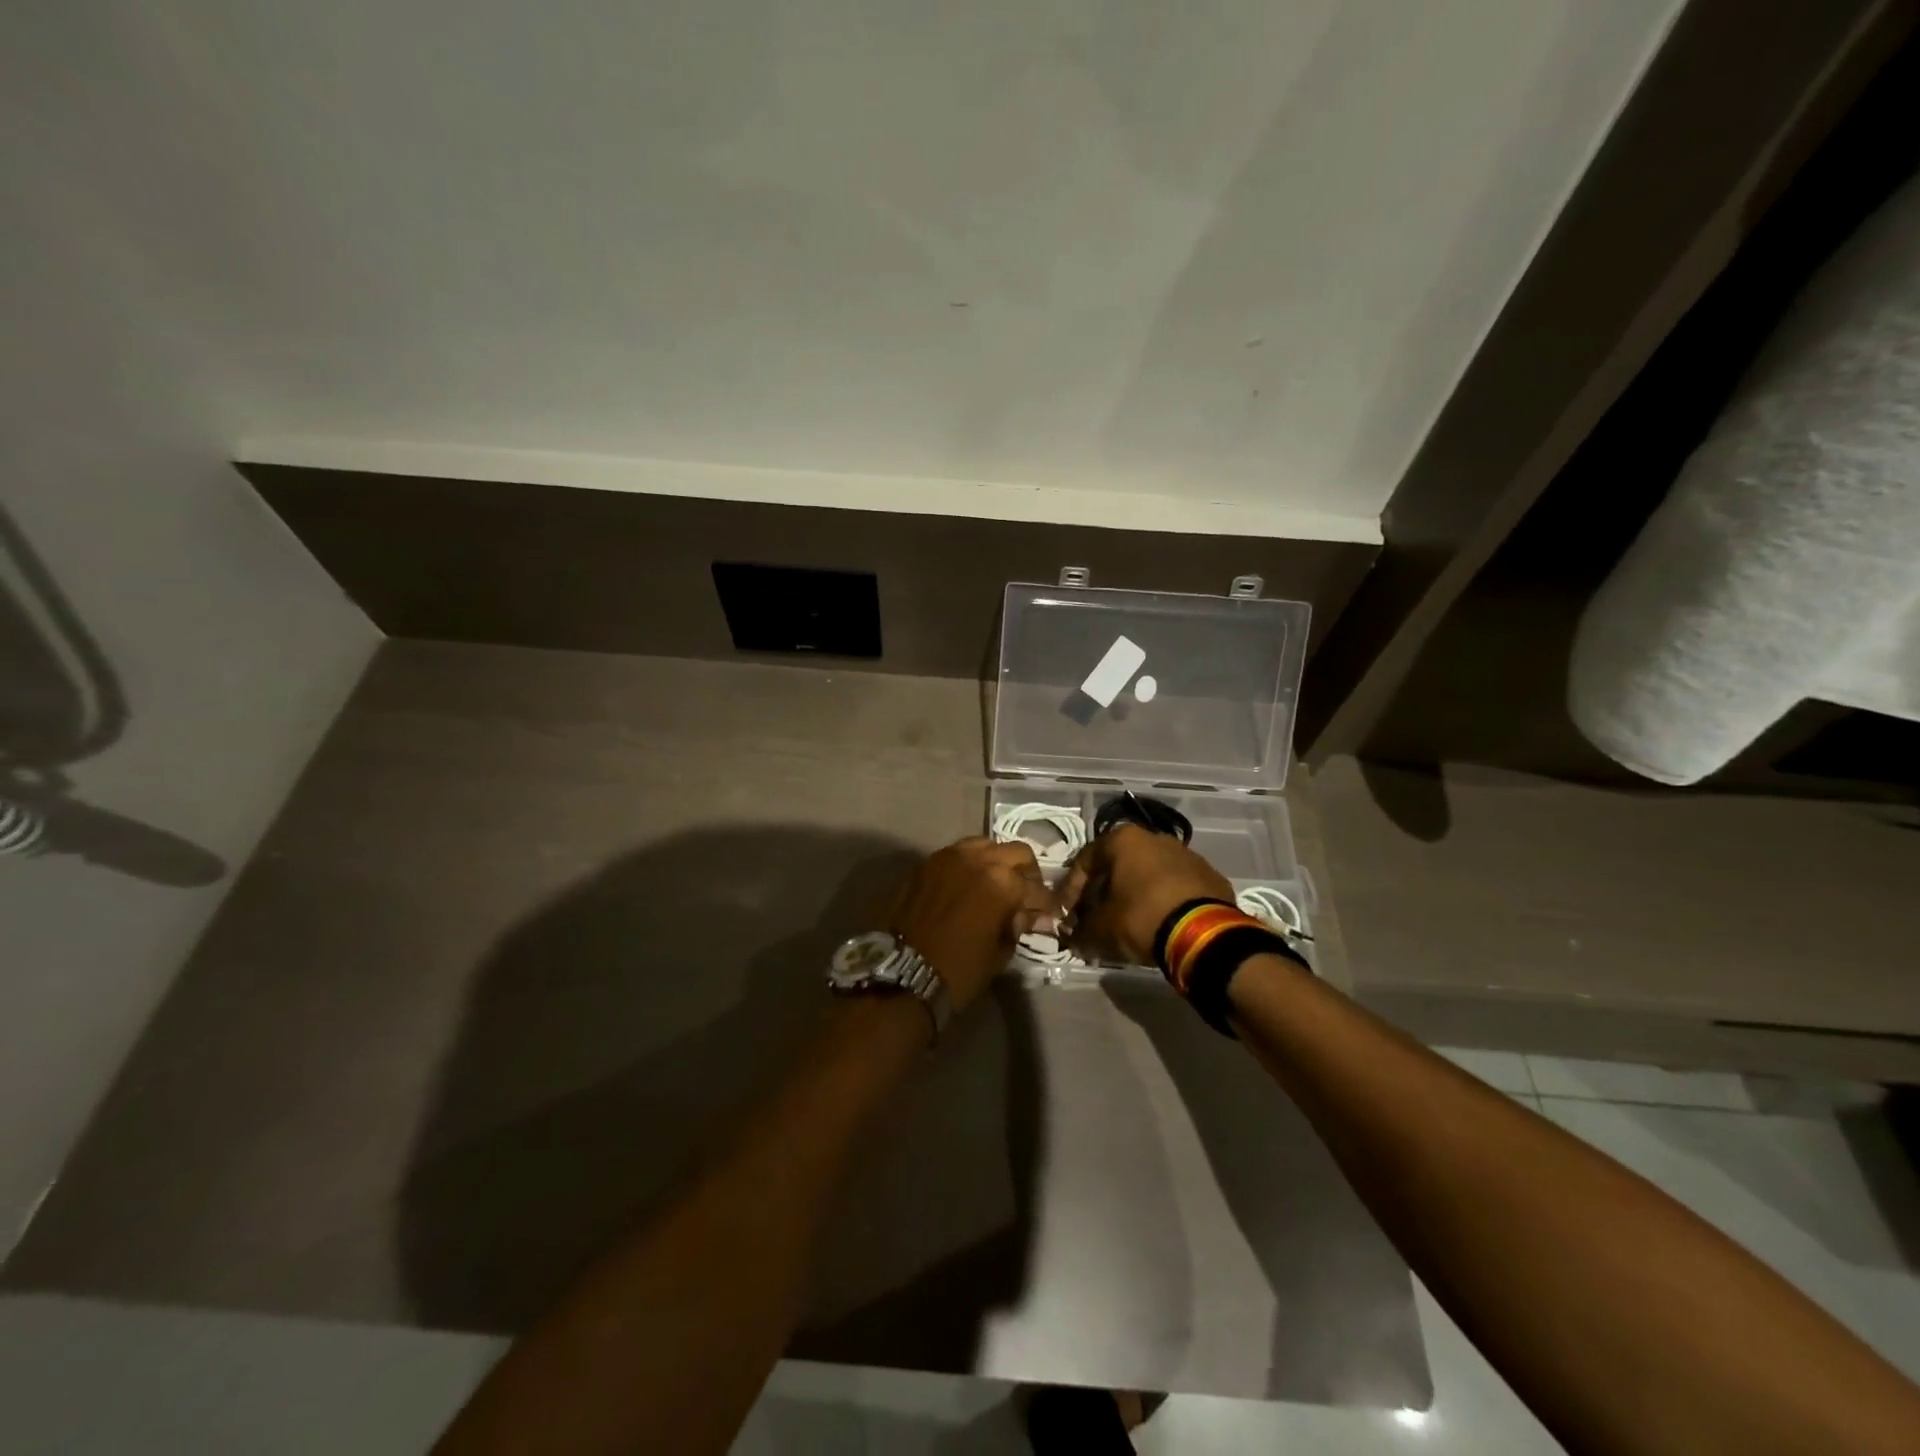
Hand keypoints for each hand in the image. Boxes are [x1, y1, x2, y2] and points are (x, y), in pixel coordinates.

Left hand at [890, 837, 1056, 1013]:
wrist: (901, 974)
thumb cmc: (958, 971)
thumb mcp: (999, 953)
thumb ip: (1016, 925)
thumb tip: (1026, 915)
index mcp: (1002, 882)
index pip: (1035, 887)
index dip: (1045, 904)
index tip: (1047, 915)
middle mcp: (978, 859)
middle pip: (1016, 852)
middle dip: (1026, 873)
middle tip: (1025, 895)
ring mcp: (949, 856)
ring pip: (985, 845)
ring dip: (997, 861)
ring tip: (996, 884)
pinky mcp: (927, 863)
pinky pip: (957, 853)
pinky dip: (970, 864)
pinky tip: (969, 885)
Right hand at [1059, 824, 1232, 964]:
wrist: (1205, 933)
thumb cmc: (1142, 917)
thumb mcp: (1101, 928)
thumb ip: (1081, 930)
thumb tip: (1073, 938)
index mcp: (1123, 839)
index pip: (1084, 862)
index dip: (1070, 892)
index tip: (1066, 916)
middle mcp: (1154, 837)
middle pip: (1117, 866)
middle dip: (1102, 893)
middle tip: (1094, 920)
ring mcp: (1186, 854)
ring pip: (1147, 874)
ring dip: (1133, 896)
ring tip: (1126, 924)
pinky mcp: (1209, 876)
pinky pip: (1174, 887)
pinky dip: (1161, 902)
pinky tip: (1158, 924)